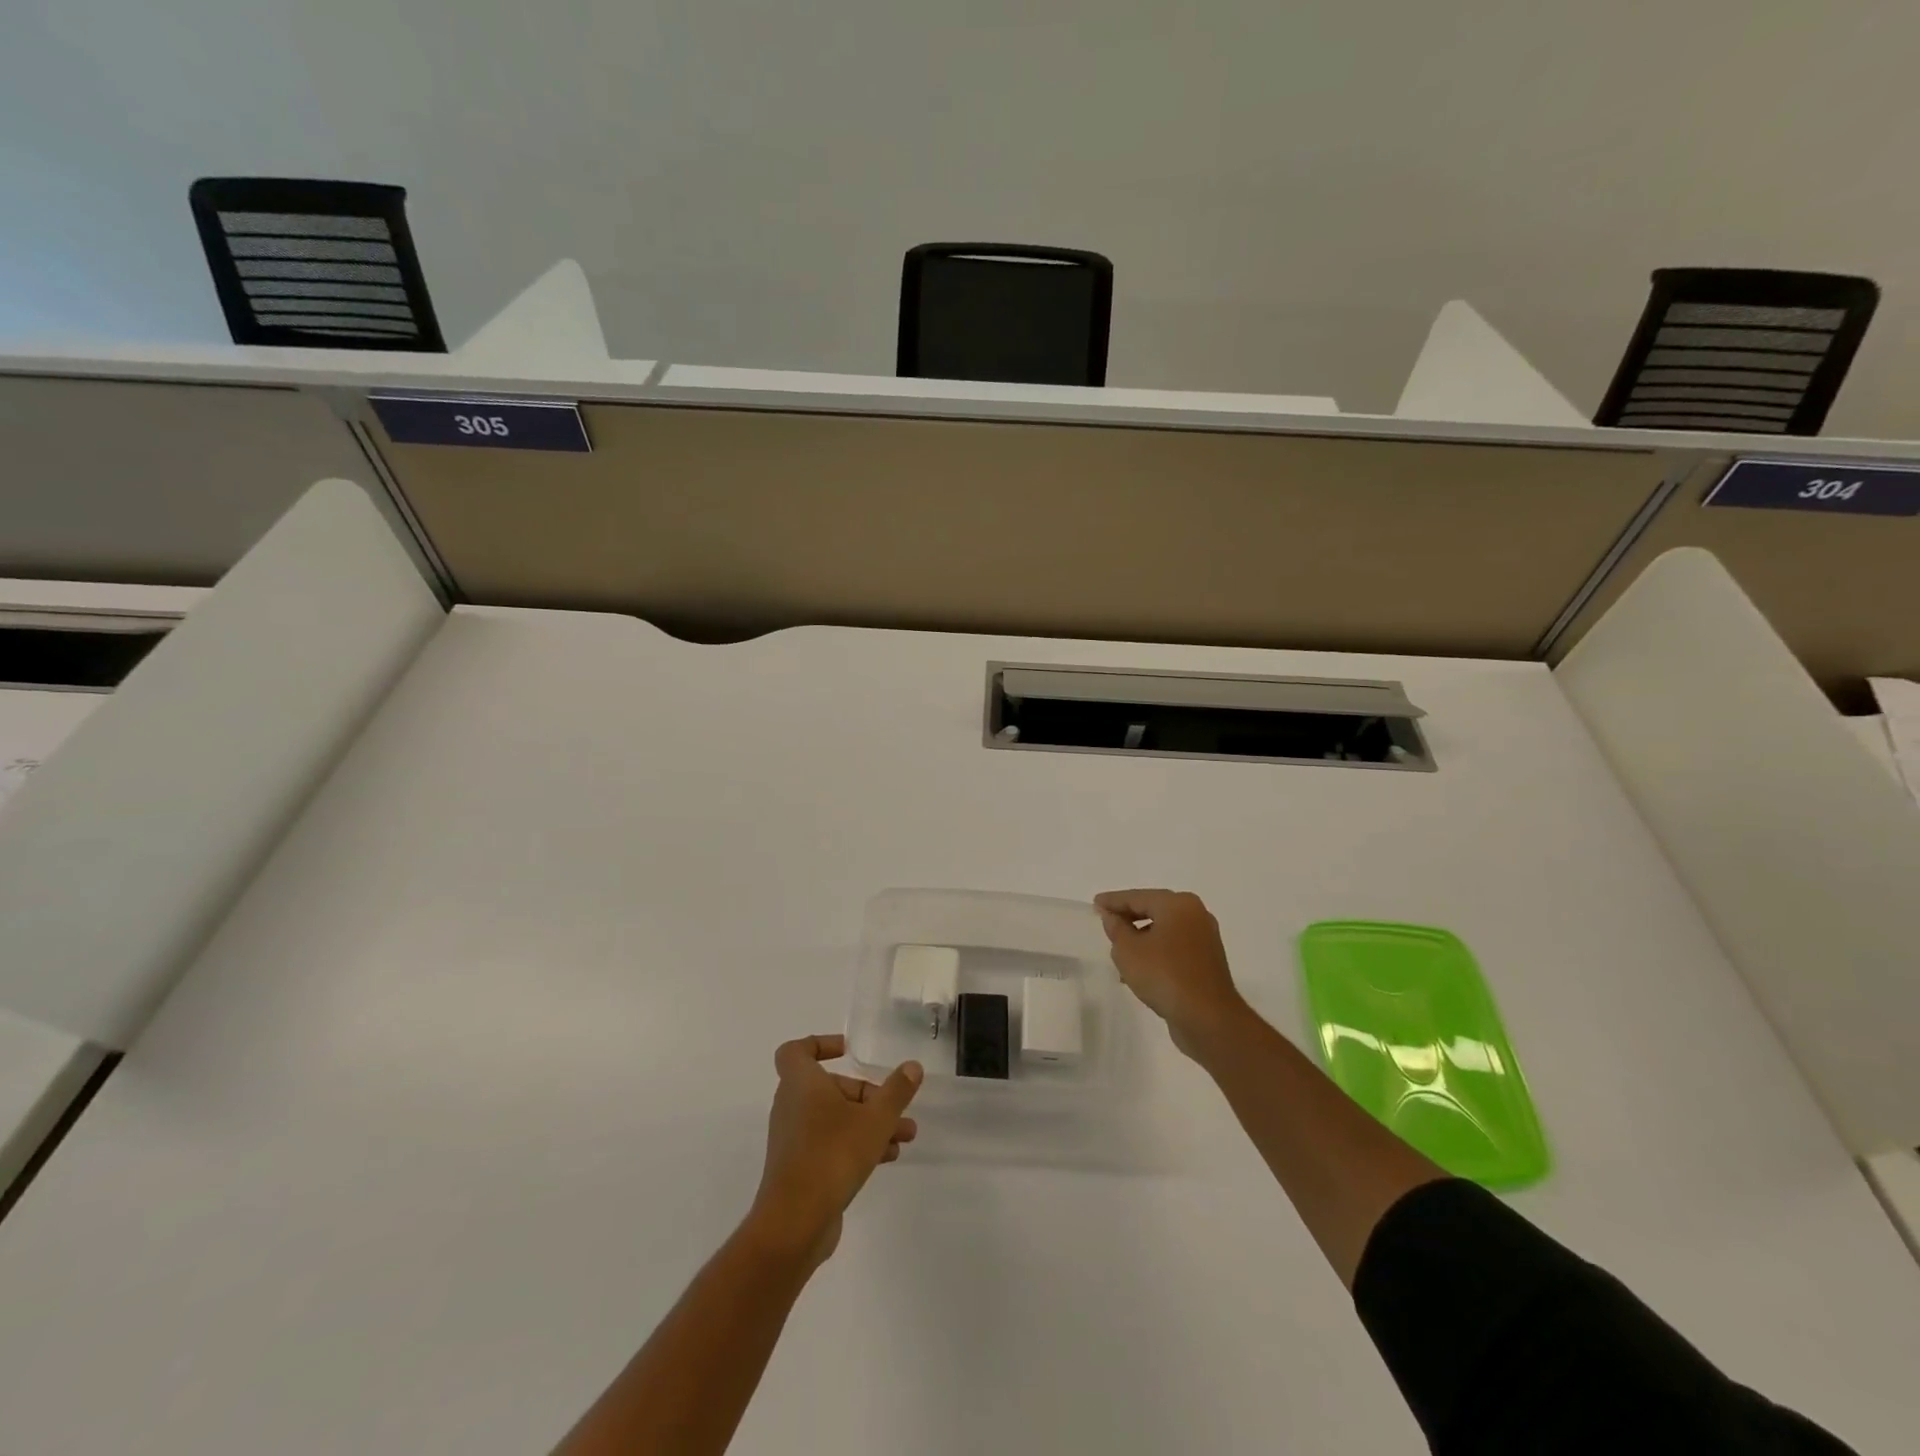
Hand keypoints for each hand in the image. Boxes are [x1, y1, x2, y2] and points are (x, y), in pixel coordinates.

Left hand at [749, 1034, 921, 1266]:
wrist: (794, 1223)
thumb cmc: (832, 1154)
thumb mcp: (875, 1119)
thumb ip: (896, 1091)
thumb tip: (912, 1066)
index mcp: (801, 1083)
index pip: (796, 1050)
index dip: (820, 1044)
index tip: (849, 1051)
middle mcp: (792, 1106)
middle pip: (829, 1087)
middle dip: (866, 1094)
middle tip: (896, 1106)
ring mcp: (793, 1139)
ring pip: (834, 1118)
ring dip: (869, 1122)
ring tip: (905, 1135)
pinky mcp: (799, 1169)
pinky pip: (829, 1143)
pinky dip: (856, 1144)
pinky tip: (887, 1157)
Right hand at [1094, 889, 1248, 1055]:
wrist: (1208, 1018)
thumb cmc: (1164, 975)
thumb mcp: (1128, 950)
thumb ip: (1116, 928)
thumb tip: (1111, 916)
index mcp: (1178, 904)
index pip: (1137, 897)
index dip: (1113, 901)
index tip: (1095, 903)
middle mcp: (1195, 915)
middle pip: (1153, 910)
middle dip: (1128, 918)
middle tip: (1106, 923)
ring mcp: (1204, 938)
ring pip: (1164, 930)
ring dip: (1141, 938)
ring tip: (1119, 952)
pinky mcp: (1207, 961)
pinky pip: (1174, 948)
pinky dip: (1156, 952)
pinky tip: (1140, 970)